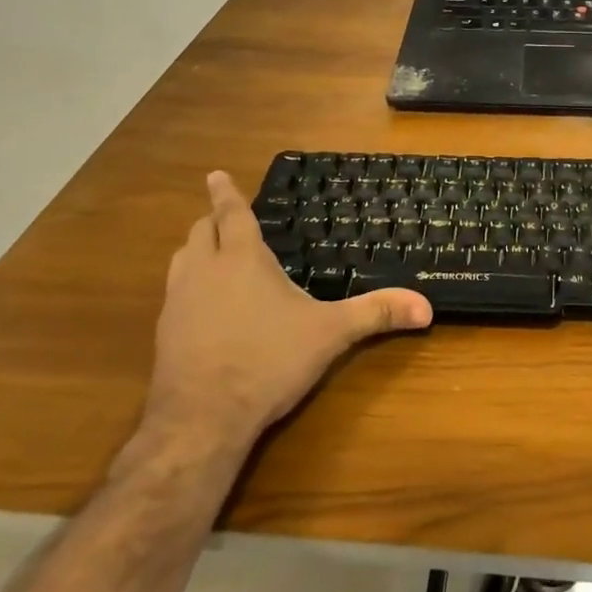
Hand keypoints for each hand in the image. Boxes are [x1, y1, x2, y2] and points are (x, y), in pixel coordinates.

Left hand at [139, 172, 431, 454]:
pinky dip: (189, 286)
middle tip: (227, 219)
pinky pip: (175, 293)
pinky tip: (205, 308)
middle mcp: (204, 271)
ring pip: (181, 260)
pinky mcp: (165, 332)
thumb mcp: (330, 334)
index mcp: (242, 259)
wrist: (202, 418)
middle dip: (213, 220)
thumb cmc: (269, 360)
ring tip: (214, 255)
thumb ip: (376, 313)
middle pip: (200, 231)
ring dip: (197, 250)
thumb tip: (426, 307)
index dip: (225, 192)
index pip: (231, 214)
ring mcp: (178, 301)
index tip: (215, 173)